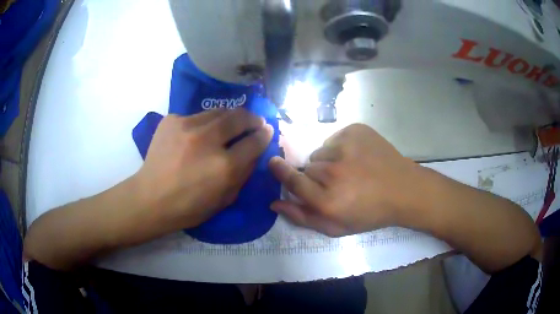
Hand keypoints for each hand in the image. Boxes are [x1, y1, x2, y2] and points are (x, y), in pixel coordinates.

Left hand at [136, 108, 273, 229]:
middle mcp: (208, 140)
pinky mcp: (172, 120)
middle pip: (239, 117)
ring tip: (230, 123)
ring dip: (229, 117)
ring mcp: (187, 126)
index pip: (255, 140)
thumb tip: (254, 151)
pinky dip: (203, 123)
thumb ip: (243, 173)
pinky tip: (199, 134)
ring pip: (218, 111)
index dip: (264, 134)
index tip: (267, 130)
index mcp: (224, 166)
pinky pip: (196, 116)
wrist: (150, 198)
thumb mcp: (225, 199)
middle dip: (252, 118)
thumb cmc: (189, 207)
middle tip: (254, 121)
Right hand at [269, 123, 422, 235]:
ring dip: (329, 161)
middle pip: (308, 167)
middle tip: (337, 183)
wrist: (403, 190)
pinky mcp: (356, 131)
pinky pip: (335, 138)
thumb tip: (274, 203)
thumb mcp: (336, 227)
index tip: (272, 162)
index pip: (292, 180)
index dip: (280, 171)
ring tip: (350, 170)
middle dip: (316, 175)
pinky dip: (341, 147)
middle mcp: (333, 172)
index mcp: (327, 200)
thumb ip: (302, 217)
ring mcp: (346, 147)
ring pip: (321, 152)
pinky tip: (358, 157)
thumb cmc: (370, 213)